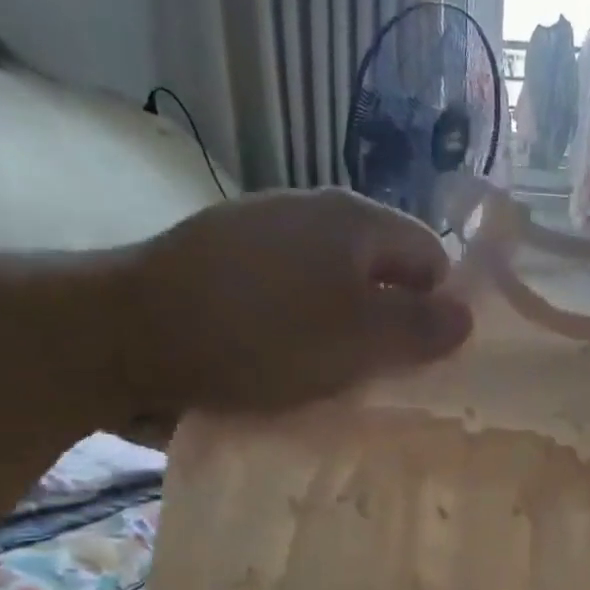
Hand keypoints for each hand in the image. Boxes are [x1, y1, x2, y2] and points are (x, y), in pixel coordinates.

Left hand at [118, 188, 472, 417]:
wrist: (124, 334)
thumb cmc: (260, 336)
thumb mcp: (357, 339)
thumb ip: (420, 328)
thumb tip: (466, 316)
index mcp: (354, 221)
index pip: (431, 258)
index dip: (437, 309)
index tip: (421, 361)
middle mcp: (312, 212)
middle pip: (381, 272)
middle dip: (389, 324)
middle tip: (379, 377)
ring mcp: (263, 233)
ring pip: (334, 288)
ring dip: (343, 332)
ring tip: (329, 377)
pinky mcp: (225, 261)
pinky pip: (289, 296)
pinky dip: (299, 328)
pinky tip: (280, 362)